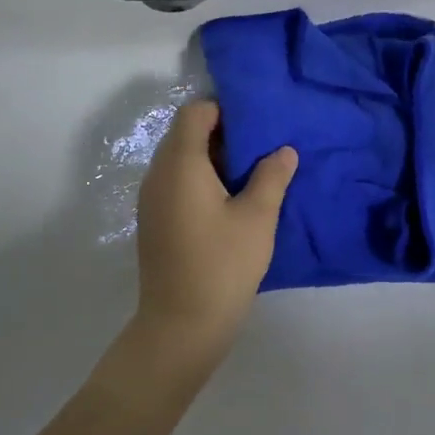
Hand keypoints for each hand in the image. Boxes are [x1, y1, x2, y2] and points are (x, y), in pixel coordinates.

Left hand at [133, 99, 297, 364]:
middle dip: (222, 134)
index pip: (194, 112)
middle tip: (261, 150)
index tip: (257, 125)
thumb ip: (271, 176)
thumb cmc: (223, 265)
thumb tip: (283, 150)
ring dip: (212, 160)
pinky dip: (200, 181)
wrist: (182, 324)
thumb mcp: (257, 218)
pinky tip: (228, 203)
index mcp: (180, 164)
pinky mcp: (153, 220)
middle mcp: (158, 174)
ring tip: (250, 176)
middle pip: (185, 134)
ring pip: (180, 160)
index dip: (225, 110)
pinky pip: (175, 183)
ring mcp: (151, 199)